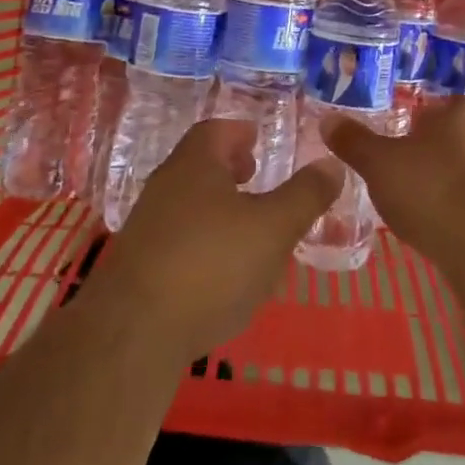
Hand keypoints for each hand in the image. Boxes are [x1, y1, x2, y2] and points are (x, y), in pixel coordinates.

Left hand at [86, 120, 343, 362]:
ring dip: (216, 205)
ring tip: (246, 225)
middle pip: (198, 164)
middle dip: (228, 168)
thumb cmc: (211, 265)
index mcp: (195, 164)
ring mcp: (146, 226)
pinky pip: (176, 237)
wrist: (133, 333)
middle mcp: (165, 186)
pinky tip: (220, 269)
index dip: (240, 133)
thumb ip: (305, 195)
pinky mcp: (138, 265)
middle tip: (256, 177)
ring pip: (187, 201)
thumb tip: (331, 163)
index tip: (259, 141)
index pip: (216, 131)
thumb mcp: (274, 228)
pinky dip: (201, 238)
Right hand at [323, 99, 464, 257]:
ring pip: (462, 170)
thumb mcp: (378, 162)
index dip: (410, 119)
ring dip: (441, 183)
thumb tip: (328, 120)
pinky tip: (434, 227)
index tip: (389, 138)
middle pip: (448, 137)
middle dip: (425, 153)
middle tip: (394, 171)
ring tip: (410, 203)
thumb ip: (353, 141)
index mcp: (457, 111)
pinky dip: (454, 210)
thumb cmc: (430, 187)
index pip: (432, 105)